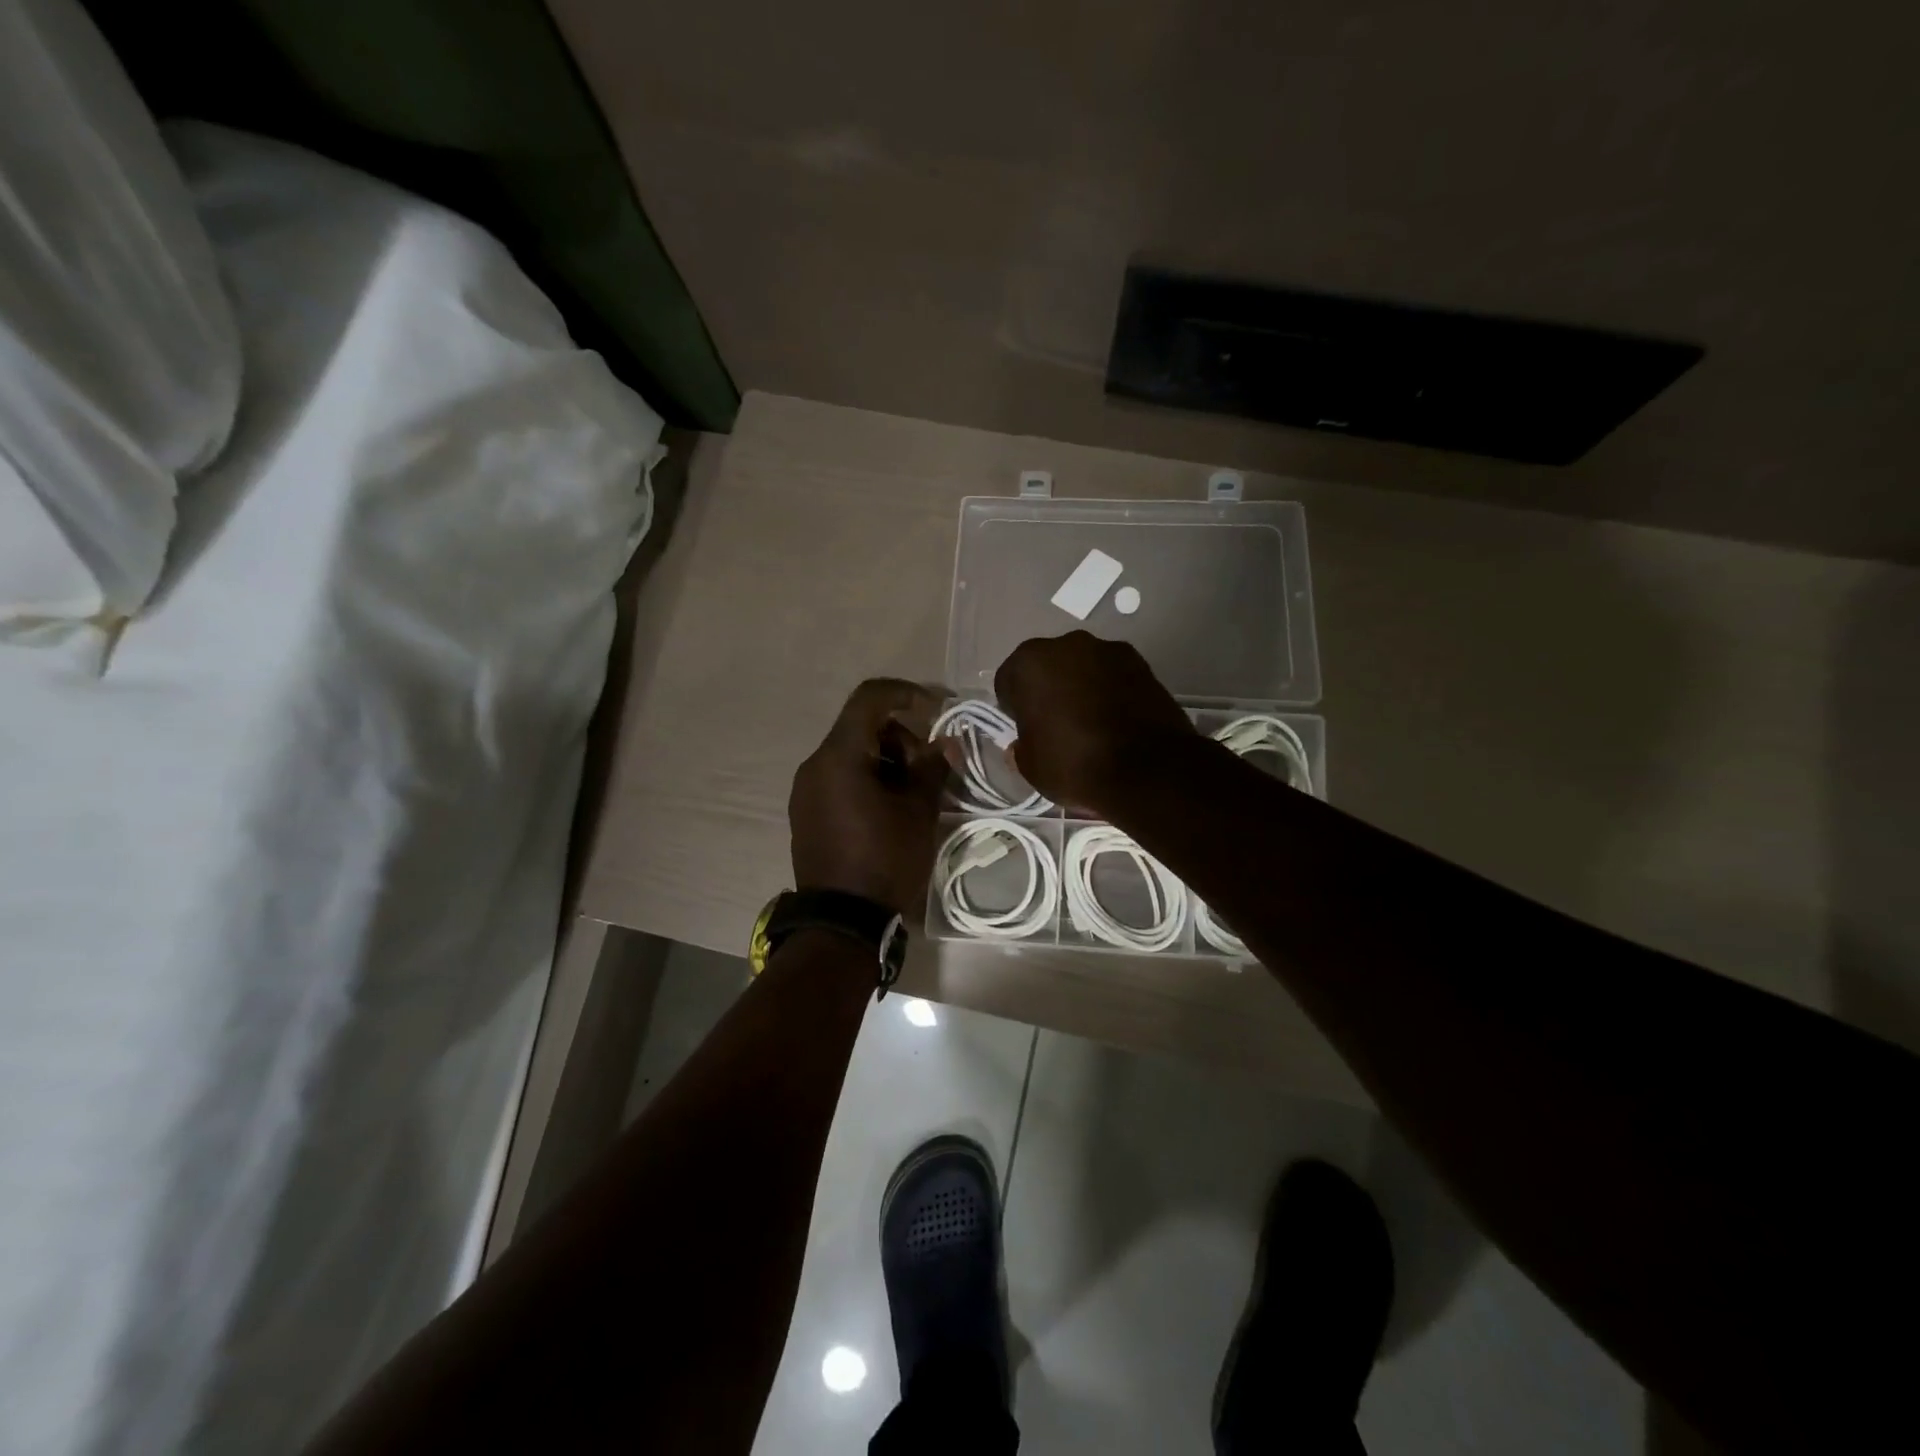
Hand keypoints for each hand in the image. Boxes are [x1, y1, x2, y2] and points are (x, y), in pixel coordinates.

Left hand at [789, 679, 947, 914]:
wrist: (842, 922)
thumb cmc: (884, 860)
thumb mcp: (918, 812)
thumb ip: (933, 768)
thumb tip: (945, 743)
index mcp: (839, 756)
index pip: (869, 698)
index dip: (906, 693)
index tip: (937, 710)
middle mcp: (815, 765)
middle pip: (861, 727)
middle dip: (902, 737)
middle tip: (930, 768)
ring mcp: (806, 790)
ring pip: (852, 754)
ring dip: (887, 760)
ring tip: (915, 794)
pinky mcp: (807, 812)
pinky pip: (840, 778)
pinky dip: (869, 779)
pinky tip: (891, 809)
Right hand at [993, 631, 1196, 815]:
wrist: (1148, 770)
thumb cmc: (1075, 764)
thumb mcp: (1031, 767)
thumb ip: (1021, 747)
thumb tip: (1023, 744)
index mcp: (1029, 663)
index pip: (1009, 681)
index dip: (1014, 707)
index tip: (1026, 729)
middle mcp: (1066, 644)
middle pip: (1047, 667)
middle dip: (1049, 689)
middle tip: (1057, 724)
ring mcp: (1108, 650)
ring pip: (1082, 667)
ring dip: (1081, 686)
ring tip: (1092, 723)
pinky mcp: (1142, 662)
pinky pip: (1113, 675)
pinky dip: (1111, 690)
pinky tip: (1117, 720)